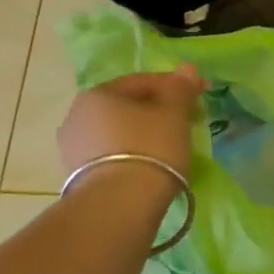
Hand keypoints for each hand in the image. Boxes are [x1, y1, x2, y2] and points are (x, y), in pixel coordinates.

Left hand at [57, 66, 205, 181]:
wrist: (119, 206)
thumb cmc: (150, 149)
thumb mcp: (173, 114)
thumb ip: (180, 88)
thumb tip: (187, 67)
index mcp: (98, 94)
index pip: (142, 81)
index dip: (175, 86)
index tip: (200, 95)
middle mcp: (77, 116)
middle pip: (128, 107)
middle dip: (159, 110)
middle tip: (189, 121)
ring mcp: (73, 149)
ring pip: (119, 132)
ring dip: (145, 134)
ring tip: (172, 147)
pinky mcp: (78, 178)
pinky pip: (112, 156)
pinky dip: (133, 155)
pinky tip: (152, 166)